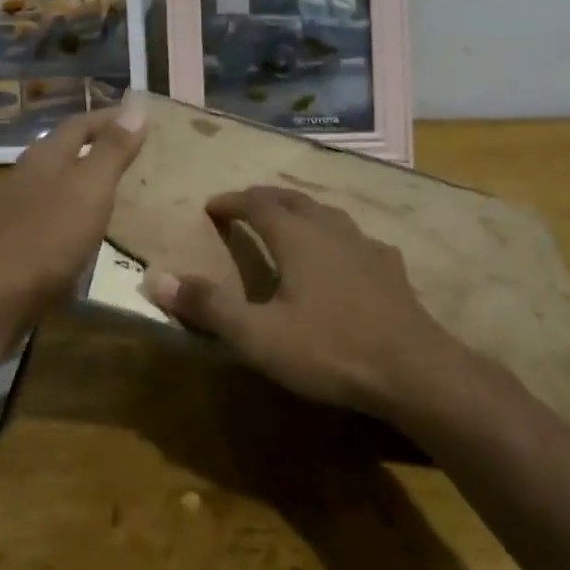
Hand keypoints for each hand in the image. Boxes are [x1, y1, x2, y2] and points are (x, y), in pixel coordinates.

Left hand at [0, 103, 147, 320]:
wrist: (0, 292)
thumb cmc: (52, 233)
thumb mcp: (92, 186)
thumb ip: (113, 149)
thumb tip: (136, 108)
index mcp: (47, 153)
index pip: (80, 122)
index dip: (110, 118)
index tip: (140, 119)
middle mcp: (31, 171)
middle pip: (67, 147)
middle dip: (98, 144)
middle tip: (132, 149)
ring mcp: (22, 204)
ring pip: (60, 178)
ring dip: (87, 175)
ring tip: (118, 184)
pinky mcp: (21, 235)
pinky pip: (56, 207)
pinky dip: (78, 205)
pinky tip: (91, 223)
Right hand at [141, 185, 457, 414]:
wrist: (415, 372)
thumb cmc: (330, 349)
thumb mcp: (258, 336)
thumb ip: (208, 306)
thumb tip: (154, 278)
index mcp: (296, 237)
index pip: (256, 204)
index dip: (232, 202)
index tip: (212, 205)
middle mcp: (330, 229)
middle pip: (292, 199)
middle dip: (264, 197)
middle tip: (245, 203)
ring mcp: (365, 246)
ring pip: (327, 213)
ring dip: (302, 210)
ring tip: (290, 218)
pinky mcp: (391, 269)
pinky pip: (357, 239)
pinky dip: (337, 236)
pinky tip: (345, 253)